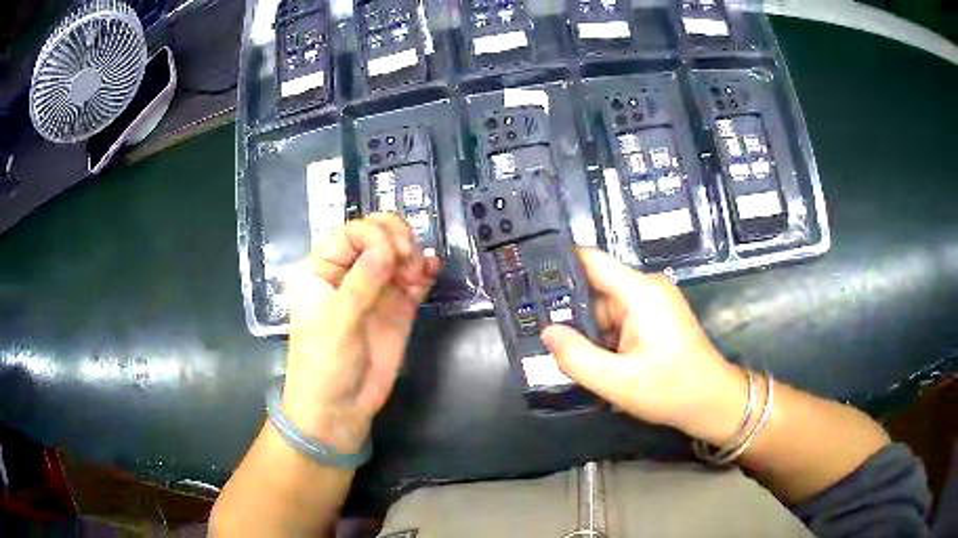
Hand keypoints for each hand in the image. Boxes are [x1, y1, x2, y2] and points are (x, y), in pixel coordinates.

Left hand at [281, 214, 440, 451]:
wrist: (339, 408)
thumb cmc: (323, 362)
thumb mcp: (336, 321)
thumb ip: (362, 282)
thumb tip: (388, 247)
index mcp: (323, 269)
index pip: (351, 232)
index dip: (374, 234)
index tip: (392, 253)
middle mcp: (350, 273)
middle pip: (377, 235)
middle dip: (396, 239)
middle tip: (406, 260)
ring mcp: (376, 290)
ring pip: (399, 253)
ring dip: (412, 253)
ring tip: (416, 275)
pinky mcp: (399, 308)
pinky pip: (415, 279)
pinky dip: (425, 269)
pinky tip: (431, 270)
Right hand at [541, 248, 745, 442]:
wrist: (712, 402)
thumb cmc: (671, 390)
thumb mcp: (618, 381)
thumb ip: (577, 357)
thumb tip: (547, 332)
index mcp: (640, 292)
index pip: (591, 260)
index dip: (558, 263)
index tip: (526, 273)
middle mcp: (646, 288)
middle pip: (596, 287)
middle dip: (569, 309)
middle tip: (534, 326)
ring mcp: (652, 303)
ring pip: (605, 307)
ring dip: (588, 329)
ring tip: (560, 349)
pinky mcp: (655, 318)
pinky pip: (619, 319)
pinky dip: (603, 336)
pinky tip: (590, 357)